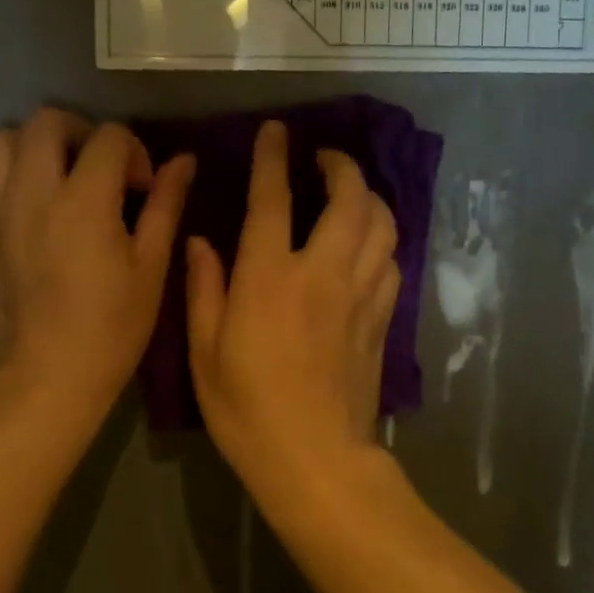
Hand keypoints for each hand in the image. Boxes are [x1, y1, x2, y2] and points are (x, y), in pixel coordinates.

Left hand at [0, 108, 193, 427]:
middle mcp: (34, 193)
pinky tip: (18, 205)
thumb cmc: (113, 326)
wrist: (49, 375)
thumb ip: (166, 204)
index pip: (109, 136)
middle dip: (81, 131)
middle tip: (100, 167)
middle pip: (46, 120)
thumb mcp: (151, 266)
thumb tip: (184, 160)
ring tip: (57, 176)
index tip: (143, 189)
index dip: (135, 152)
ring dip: (31, 146)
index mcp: (84, 200)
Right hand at [185, 120, 399, 485]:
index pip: (273, 198)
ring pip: (382, 225)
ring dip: (369, 197)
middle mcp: (323, 273)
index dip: (273, 158)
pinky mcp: (382, 320)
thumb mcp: (205, 350)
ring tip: (350, 193)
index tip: (276, 132)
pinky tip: (366, 245)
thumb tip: (201, 241)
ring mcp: (361, 295)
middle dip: (341, 166)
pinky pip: (392, 262)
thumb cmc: (247, 408)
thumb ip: (203, 287)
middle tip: (323, 158)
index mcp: (270, 277)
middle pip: (350, 199)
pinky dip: (382, 239)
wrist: (315, 460)